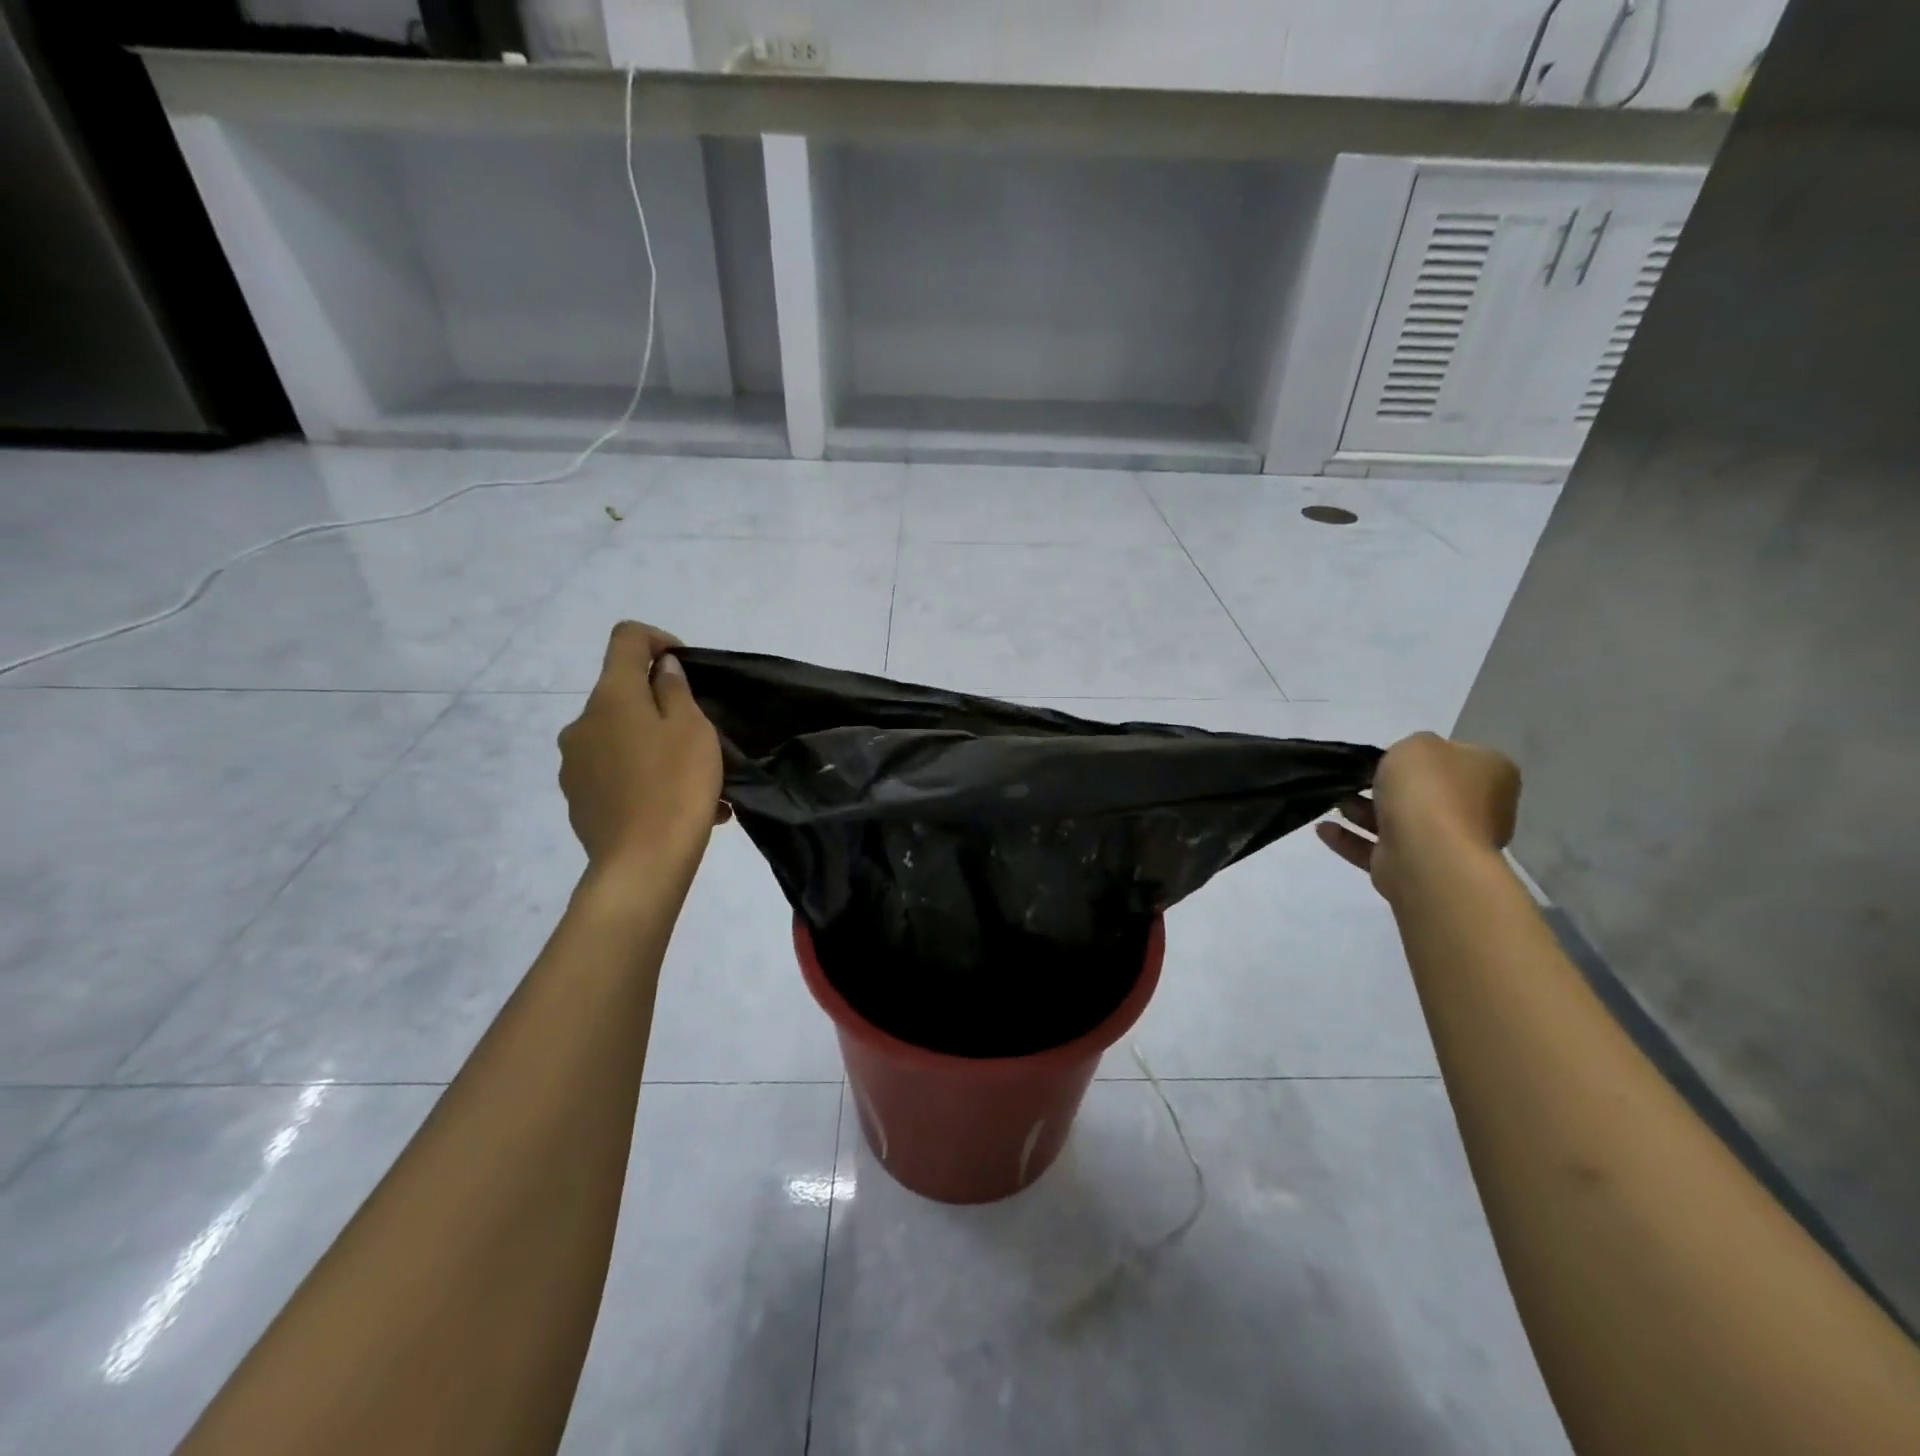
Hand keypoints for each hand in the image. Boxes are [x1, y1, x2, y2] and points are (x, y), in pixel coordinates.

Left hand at [559, 622, 724, 876]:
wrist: (643, 864)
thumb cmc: (676, 786)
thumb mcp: (692, 729)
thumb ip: (674, 690)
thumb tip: (660, 668)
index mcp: (610, 697)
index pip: (626, 638)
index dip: (658, 640)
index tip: (686, 666)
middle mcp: (582, 723)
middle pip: (623, 695)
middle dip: (662, 706)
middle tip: (702, 737)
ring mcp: (574, 764)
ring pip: (622, 738)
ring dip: (656, 746)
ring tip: (698, 782)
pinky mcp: (578, 799)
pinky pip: (617, 773)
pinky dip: (646, 777)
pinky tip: (679, 806)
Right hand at [1317, 732, 1520, 902]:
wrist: (1428, 854)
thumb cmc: (1429, 790)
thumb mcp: (1418, 744)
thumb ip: (1412, 747)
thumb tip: (1410, 766)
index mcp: (1490, 775)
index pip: (1456, 757)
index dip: (1421, 755)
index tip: (1389, 755)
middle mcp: (1476, 810)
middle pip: (1425, 792)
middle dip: (1385, 786)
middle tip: (1354, 777)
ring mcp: (1445, 843)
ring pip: (1397, 821)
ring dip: (1361, 810)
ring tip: (1332, 799)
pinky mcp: (1413, 868)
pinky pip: (1376, 848)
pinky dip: (1349, 838)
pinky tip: (1324, 829)